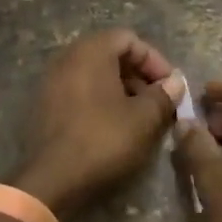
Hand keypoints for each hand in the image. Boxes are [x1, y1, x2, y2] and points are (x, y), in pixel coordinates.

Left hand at [10, 29, 186, 221]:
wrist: (51, 181)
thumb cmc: (102, 140)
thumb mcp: (143, 119)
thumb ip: (163, 95)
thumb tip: (175, 82)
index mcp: (90, 51)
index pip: (129, 39)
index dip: (154, 60)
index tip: (170, 86)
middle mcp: (67, 58)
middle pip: (111, 54)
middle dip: (140, 76)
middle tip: (158, 101)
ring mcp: (52, 82)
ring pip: (96, 75)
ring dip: (122, 90)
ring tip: (141, 117)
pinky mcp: (45, 106)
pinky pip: (80, 92)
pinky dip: (101, 101)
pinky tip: (115, 127)